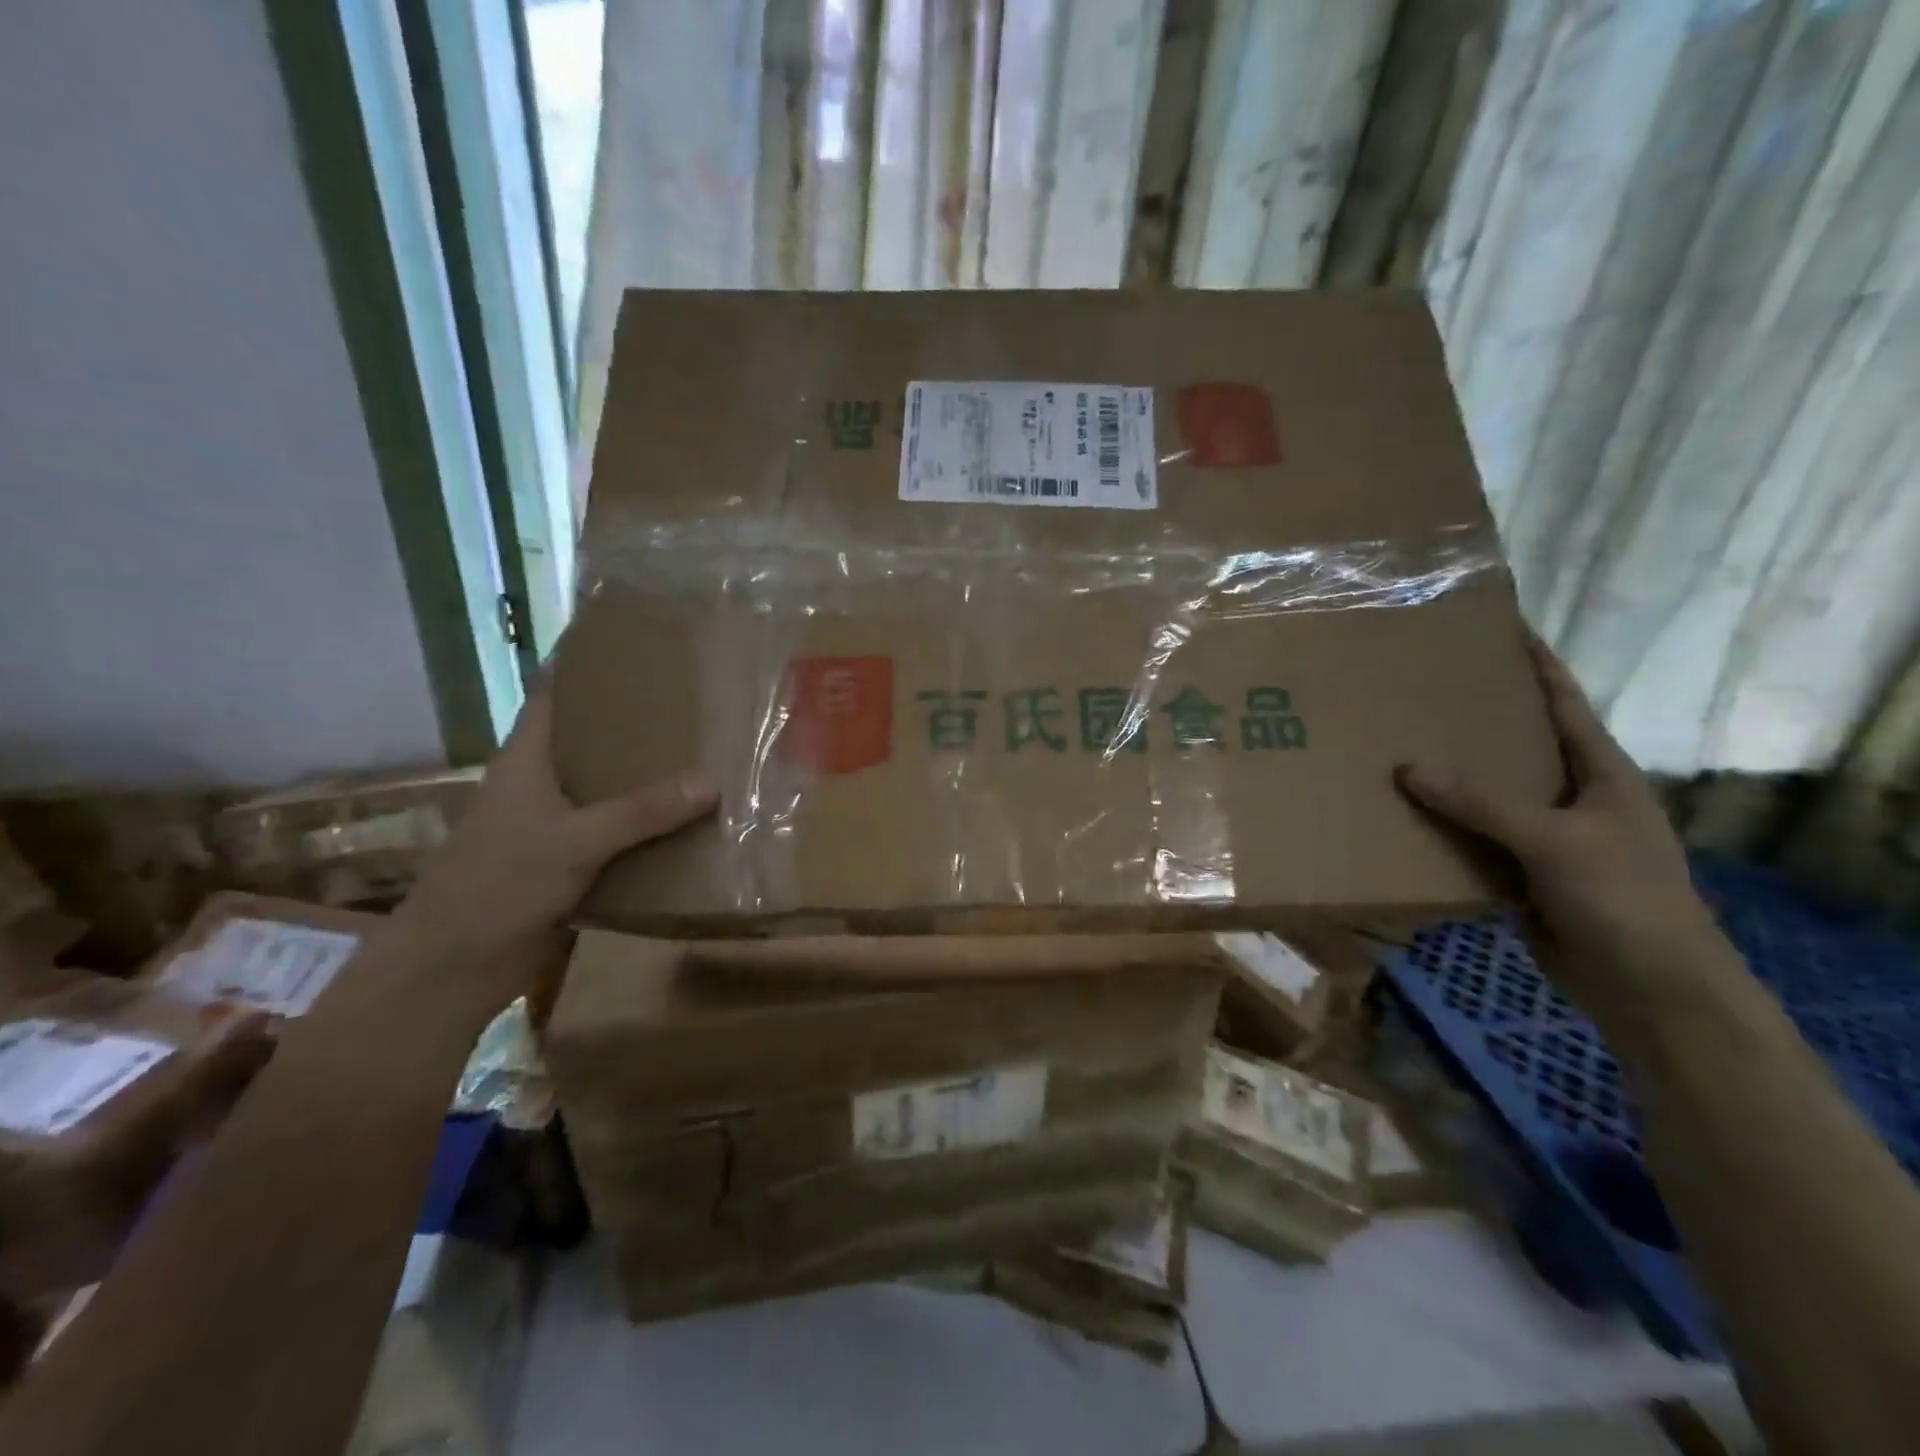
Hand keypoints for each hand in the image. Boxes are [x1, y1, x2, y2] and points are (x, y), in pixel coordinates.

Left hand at [396, 686, 716, 1013]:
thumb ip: (642, 811)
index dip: (585, 663)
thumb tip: (711, 781)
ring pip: (611, 787)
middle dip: (637, 720)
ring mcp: (556, 824)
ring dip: (650, 775)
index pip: (554, 694)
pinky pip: (620, 831)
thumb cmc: (498, 885)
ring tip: (707, 750)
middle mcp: (543, 783)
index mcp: (527, 760)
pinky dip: (651, 824)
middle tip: (694, 698)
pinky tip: (693, 819)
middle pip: (592, 738)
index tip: (634, 643)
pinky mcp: (571, 861)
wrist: (455, 968)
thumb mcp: (574, 841)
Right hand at [1396, 636, 1736, 1027]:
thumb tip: (1406, 767)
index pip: (1563, 702)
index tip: (1495, 628)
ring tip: (1392, 746)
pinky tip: (1400, 814)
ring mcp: (1545, 836)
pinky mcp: (1521, 872)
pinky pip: (1472, 838)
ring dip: (1447, 776)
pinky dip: (1441, 826)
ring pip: (1487, 794)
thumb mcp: (1555, 841)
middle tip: (1414, 690)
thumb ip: (1482, 802)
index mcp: (1599, 772)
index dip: (1535, 663)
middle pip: (1517, 743)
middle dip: (1472, 718)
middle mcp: (1571, 795)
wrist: (1649, 989)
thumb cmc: (1623, 898)